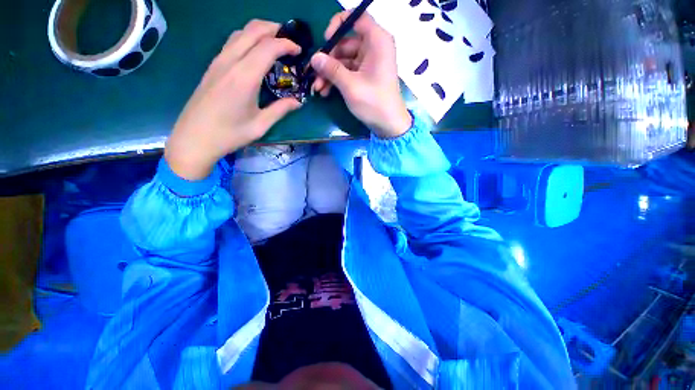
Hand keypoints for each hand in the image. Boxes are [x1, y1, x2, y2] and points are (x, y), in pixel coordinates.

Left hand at [165, 20, 302, 180]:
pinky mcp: (212, 66)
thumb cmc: (230, 134)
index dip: (287, 44)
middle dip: (274, 29)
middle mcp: (230, 62)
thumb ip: (280, 110)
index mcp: (245, 76)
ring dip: (259, 31)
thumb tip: (298, 102)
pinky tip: (255, 53)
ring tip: (274, 43)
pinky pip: (232, 42)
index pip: (268, 46)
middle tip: (289, 40)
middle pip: (253, 30)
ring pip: (240, 32)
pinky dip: (247, 39)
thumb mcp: (260, 125)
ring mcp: (218, 62)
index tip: (299, 50)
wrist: (194, 138)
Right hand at [311, 11, 411, 138]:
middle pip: (346, 42)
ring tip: (317, 87)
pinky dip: (337, 79)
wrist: (389, 125)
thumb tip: (314, 57)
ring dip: (329, 73)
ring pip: (344, 60)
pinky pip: (348, 71)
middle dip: (328, 59)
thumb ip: (332, 69)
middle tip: (313, 73)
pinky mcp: (366, 76)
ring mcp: (369, 63)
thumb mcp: (351, 86)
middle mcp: (374, 48)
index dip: (338, 24)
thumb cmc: (374, 103)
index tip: (325, 41)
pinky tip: (325, 91)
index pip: (357, 18)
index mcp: (377, 41)